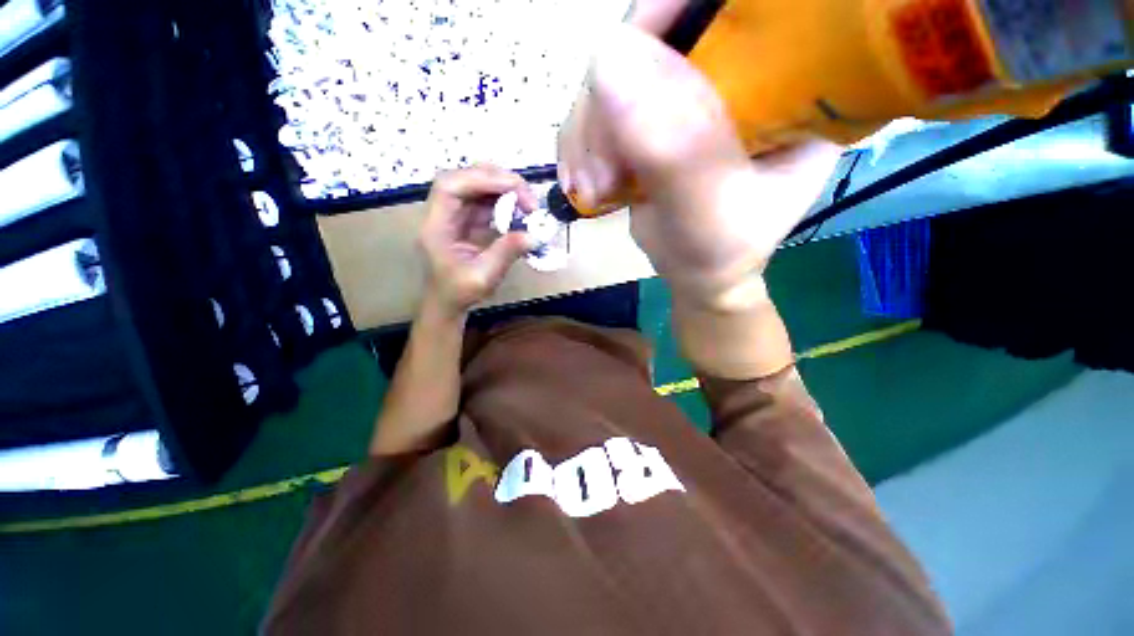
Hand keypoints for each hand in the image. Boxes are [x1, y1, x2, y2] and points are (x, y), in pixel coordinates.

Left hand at [419, 166, 537, 316]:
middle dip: (497, 181)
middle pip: (465, 179)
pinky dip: (505, 203)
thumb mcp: (483, 277)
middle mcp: (442, 214)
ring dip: (504, 189)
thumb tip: (534, 235)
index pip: (450, 187)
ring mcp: (455, 216)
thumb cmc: (459, 293)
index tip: (514, 188)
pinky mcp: (467, 221)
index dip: (481, 179)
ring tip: (527, 202)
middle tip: (526, 195)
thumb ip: (506, 253)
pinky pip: (486, 202)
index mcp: (436, 226)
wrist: (448, 303)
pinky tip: (520, 211)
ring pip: (477, 187)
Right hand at [559, 23, 840, 308]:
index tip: (615, 72)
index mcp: (787, 76)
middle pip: (651, 36)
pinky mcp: (648, 118)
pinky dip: (578, 145)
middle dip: (609, 106)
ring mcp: (684, 92)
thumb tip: (608, 58)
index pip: (727, 5)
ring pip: (611, 74)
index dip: (664, 14)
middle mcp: (735, 69)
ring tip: (595, 189)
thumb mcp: (710, 212)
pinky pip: (595, 107)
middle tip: (602, 175)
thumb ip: (674, 149)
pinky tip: (584, 183)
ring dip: (588, 135)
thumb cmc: (721, 252)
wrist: (697, 274)